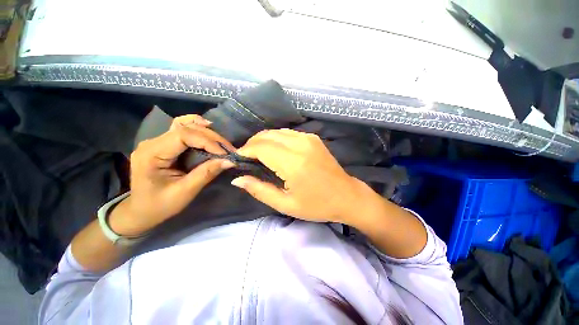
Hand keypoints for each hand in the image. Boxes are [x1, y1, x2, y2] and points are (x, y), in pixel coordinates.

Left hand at [111, 115, 235, 235]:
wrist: (141, 211)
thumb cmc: (160, 205)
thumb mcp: (185, 192)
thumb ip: (206, 173)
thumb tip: (229, 161)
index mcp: (152, 154)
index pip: (183, 135)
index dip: (207, 141)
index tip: (225, 153)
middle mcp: (152, 142)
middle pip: (186, 128)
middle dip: (212, 137)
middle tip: (229, 150)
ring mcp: (157, 141)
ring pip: (184, 125)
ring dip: (207, 131)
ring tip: (222, 142)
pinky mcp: (164, 144)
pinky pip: (182, 129)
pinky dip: (197, 128)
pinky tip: (208, 131)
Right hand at [232, 129, 363, 222]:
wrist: (347, 196)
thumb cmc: (317, 205)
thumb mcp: (286, 204)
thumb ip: (259, 190)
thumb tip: (237, 179)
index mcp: (293, 162)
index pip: (261, 147)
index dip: (245, 151)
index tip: (237, 159)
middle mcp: (300, 144)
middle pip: (267, 136)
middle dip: (252, 144)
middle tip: (246, 158)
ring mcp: (308, 139)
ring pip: (277, 132)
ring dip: (263, 140)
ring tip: (258, 154)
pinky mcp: (313, 138)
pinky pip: (288, 133)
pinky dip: (276, 139)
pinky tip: (275, 150)